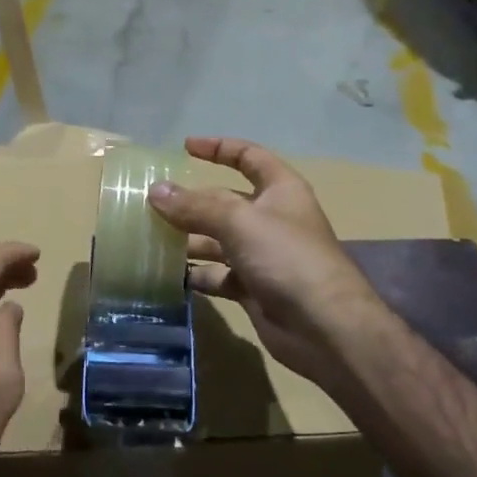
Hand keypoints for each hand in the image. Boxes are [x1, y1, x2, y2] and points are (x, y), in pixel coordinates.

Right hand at [148, 137, 387, 390]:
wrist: (326, 329)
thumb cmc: (287, 257)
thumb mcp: (239, 221)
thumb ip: (195, 206)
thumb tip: (155, 191)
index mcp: (280, 189)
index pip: (248, 156)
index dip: (218, 148)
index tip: (185, 147)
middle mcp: (272, 217)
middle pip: (225, 201)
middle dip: (191, 202)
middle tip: (150, 204)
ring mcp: (263, 255)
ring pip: (218, 239)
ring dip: (189, 239)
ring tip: (151, 240)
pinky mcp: (255, 288)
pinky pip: (219, 274)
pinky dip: (198, 273)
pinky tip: (170, 275)